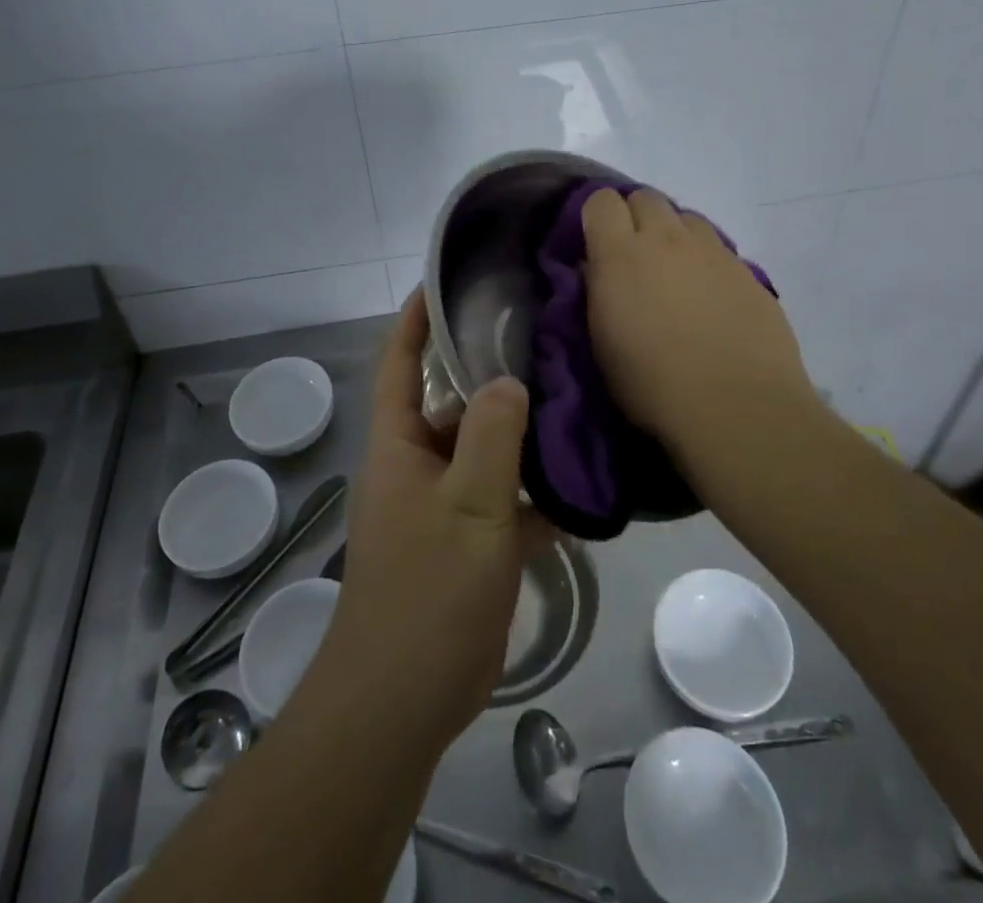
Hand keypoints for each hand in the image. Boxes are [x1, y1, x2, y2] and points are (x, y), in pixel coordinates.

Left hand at [324, 289, 549, 750]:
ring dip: (520, 434)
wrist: (401, 702)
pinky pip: (502, 501)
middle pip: (452, 402)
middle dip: (490, 373)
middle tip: (544, 340)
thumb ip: (490, 437)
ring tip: (574, 400)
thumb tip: (508, 380)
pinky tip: (582, 484)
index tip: (449, 280)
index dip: (417, 317)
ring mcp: (441, 505)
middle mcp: (415, 464)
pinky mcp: (466, 544)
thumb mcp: (468, 507)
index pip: (400, 360)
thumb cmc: (426, 593)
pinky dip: (533, 493)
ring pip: (483, 452)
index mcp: (399, 443)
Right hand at [581, 186, 823, 471]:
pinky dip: (706, 262)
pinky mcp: (748, 272)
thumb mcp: (602, 342)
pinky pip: (719, 249)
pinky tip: (710, 298)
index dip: (596, 217)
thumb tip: (597, 268)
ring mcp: (713, 252)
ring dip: (674, 235)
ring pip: (687, 218)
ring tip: (674, 273)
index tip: (594, 245)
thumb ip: (597, 292)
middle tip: (633, 257)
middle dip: (635, 218)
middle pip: (646, 198)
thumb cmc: (653, 384)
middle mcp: (667, 239)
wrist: (737, 408)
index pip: (601, 201)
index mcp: (621, 254)